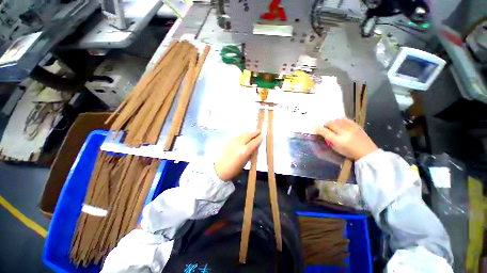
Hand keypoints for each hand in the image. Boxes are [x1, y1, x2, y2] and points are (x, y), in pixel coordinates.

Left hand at [214, 131, 262, 180]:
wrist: (219, 169)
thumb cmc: (233, 169)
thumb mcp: (245, 163)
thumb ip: (251, 153)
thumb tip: (255, 146)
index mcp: (244, 151)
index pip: (254, 142)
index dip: (259, 138)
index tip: (262, 136)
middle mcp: (239, 144)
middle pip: (248, 135)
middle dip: (254, 133)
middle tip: (259, 131)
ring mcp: (232, 141)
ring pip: (242, 133)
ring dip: (248, 132)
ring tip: (252, 132)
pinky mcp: (227, 140)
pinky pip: (236, 135)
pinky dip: (242, 134)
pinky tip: (243, 135)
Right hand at [315, 118, 377, 159]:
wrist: (367, 153)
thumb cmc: (349, 153)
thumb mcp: (336, 149)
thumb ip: (329, 140)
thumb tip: (323, 133)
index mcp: (338, 140)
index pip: (324, 131)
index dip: (318, 129)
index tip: (314, 128)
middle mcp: (344, 132)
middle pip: (330, 123)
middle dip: (325, 125)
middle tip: (325, 128)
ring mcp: (351, 128)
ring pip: (336, 120)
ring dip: (332, 122)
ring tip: (332, 126)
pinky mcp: (356, 125)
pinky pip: (345, 119)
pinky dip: (339, 120)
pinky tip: (339, 124)